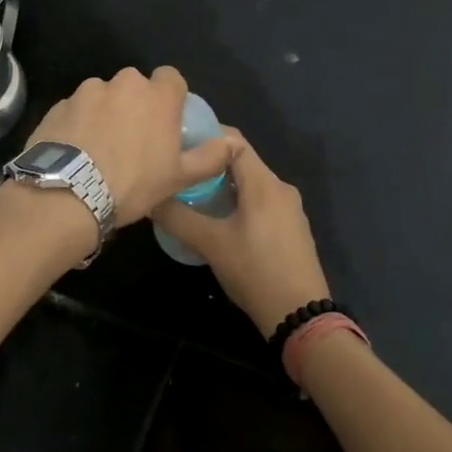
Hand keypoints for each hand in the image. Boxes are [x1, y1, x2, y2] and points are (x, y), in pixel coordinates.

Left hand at [22, 67, 236, 225]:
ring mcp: (86, 92)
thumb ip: (211, 156)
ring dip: (105, 113)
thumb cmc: (133, 184)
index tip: (166, 120)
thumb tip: (236, 143)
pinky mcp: (58, 105)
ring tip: (100, 148)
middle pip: (135, 86)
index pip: (171, 78)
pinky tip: (76, 151)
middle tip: (133, 140)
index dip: (170, 97)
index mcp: (156, 96)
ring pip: (103, 96)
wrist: (68, 195)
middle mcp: (122, 83)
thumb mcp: (179, 177)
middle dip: (135, 105)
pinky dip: (79, 123)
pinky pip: (76, 110)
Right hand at [150, 132, 328, 336]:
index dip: (206, 135)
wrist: (300, 316)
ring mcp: (290, 210)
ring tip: (192, 197)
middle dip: (209, 164)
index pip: (233, 140)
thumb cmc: (255, 271)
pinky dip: (237, 203)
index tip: (178, 144)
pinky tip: (218, 222)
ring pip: (250, 184)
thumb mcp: (210, 244)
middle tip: (179, 173)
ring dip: (222, 186)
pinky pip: (260, 203)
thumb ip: (177, 217)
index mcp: (264, 183)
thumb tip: (150, 197)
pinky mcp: (291, 229)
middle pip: (241, 161)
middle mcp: (281, 188)